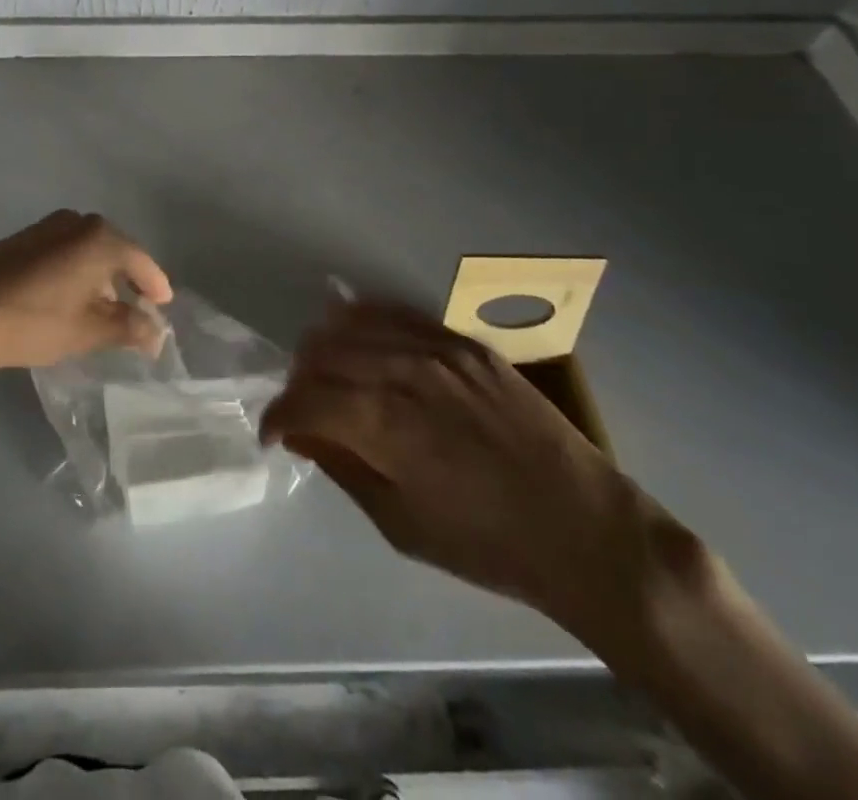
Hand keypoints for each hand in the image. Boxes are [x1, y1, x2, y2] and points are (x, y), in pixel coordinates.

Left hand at [0, 210, 174, 378]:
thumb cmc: (32, 321)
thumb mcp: (87, 331)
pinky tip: (68, 299)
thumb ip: (128, 328)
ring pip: (87, 250)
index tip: (163, 306)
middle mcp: (76, 222)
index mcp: (99, 237)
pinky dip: (75, 272)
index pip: (142, 261)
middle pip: (115, 251)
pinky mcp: (21, 238)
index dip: (155, 285)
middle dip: (127, 280)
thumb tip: (156, 332)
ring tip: (102, 310)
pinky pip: (64, 251)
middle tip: (136, 310)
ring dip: (99, 277)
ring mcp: (46, 226)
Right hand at [261, 298, 703, 653]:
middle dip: (299, 382)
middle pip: (320, 353)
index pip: (303, 400)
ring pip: (352, 324)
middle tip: (303, 410)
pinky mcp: (463, 342)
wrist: (584, 529)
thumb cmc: (487, 544)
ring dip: (325, 349)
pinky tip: (357, 335)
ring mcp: (436, 349)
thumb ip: (343, 467)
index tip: (273, 434)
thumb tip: (301, 433)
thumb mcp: (401, 524)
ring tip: (326, 374)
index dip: (277, 416)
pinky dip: (365, 321)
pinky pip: (397, 314)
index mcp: (384, 425)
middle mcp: (402, 372)